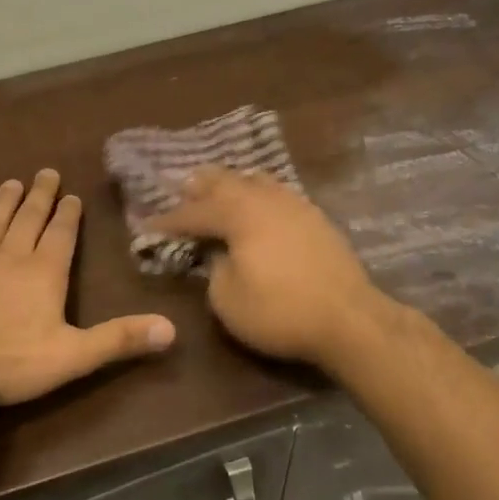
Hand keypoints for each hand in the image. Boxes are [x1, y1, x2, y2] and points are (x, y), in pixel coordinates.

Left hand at [0, 170, 175, 405]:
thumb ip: (119, 339)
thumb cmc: (11, 360)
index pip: (61, 236)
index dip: (68, 215)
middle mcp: (12, 260)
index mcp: (45, 274)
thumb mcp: (74, 355)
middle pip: (28, 221)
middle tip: (45, 172)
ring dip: (4, 204)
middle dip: (40, 197)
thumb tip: (171, 329)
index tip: (71, 194)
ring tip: (11, 182)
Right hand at [145, 167, 383, 366]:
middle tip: (182, 189)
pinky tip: (259, 205)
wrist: (350, 319)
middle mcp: (265, 199)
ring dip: (232, 184)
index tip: (148, 225)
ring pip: (256, 180)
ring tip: (220, 190)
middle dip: (200, 186)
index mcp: (239, 214)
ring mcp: (295, 204)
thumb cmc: (281, 311)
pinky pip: (278, 193)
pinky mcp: (317, 218)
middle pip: (226, 181)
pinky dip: (259, 194)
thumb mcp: (228, 300)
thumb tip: (219, 254)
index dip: (168, 220)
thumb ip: (214, 270)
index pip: (194, 212)